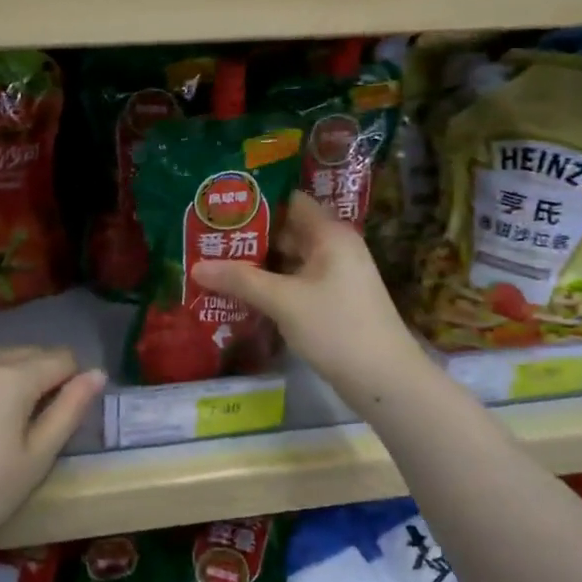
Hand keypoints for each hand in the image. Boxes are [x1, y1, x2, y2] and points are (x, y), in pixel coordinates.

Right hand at [192, 193, 429, 401]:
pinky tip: (241, 292)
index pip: (290, 201)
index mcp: (330, 234)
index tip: (221, 205)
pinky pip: (295, 282)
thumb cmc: (337, 328)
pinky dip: (271, 285)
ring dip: (258, 263)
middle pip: (287, 231)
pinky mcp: (332, 301)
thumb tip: (197, 267)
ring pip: (289, 260)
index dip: (257, 201)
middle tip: (207, 237)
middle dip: (249, 236)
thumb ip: (240, 280)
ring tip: (215, 262)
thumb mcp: (283, 301)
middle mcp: (335, 247)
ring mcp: (336, 276)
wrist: (385, 380)